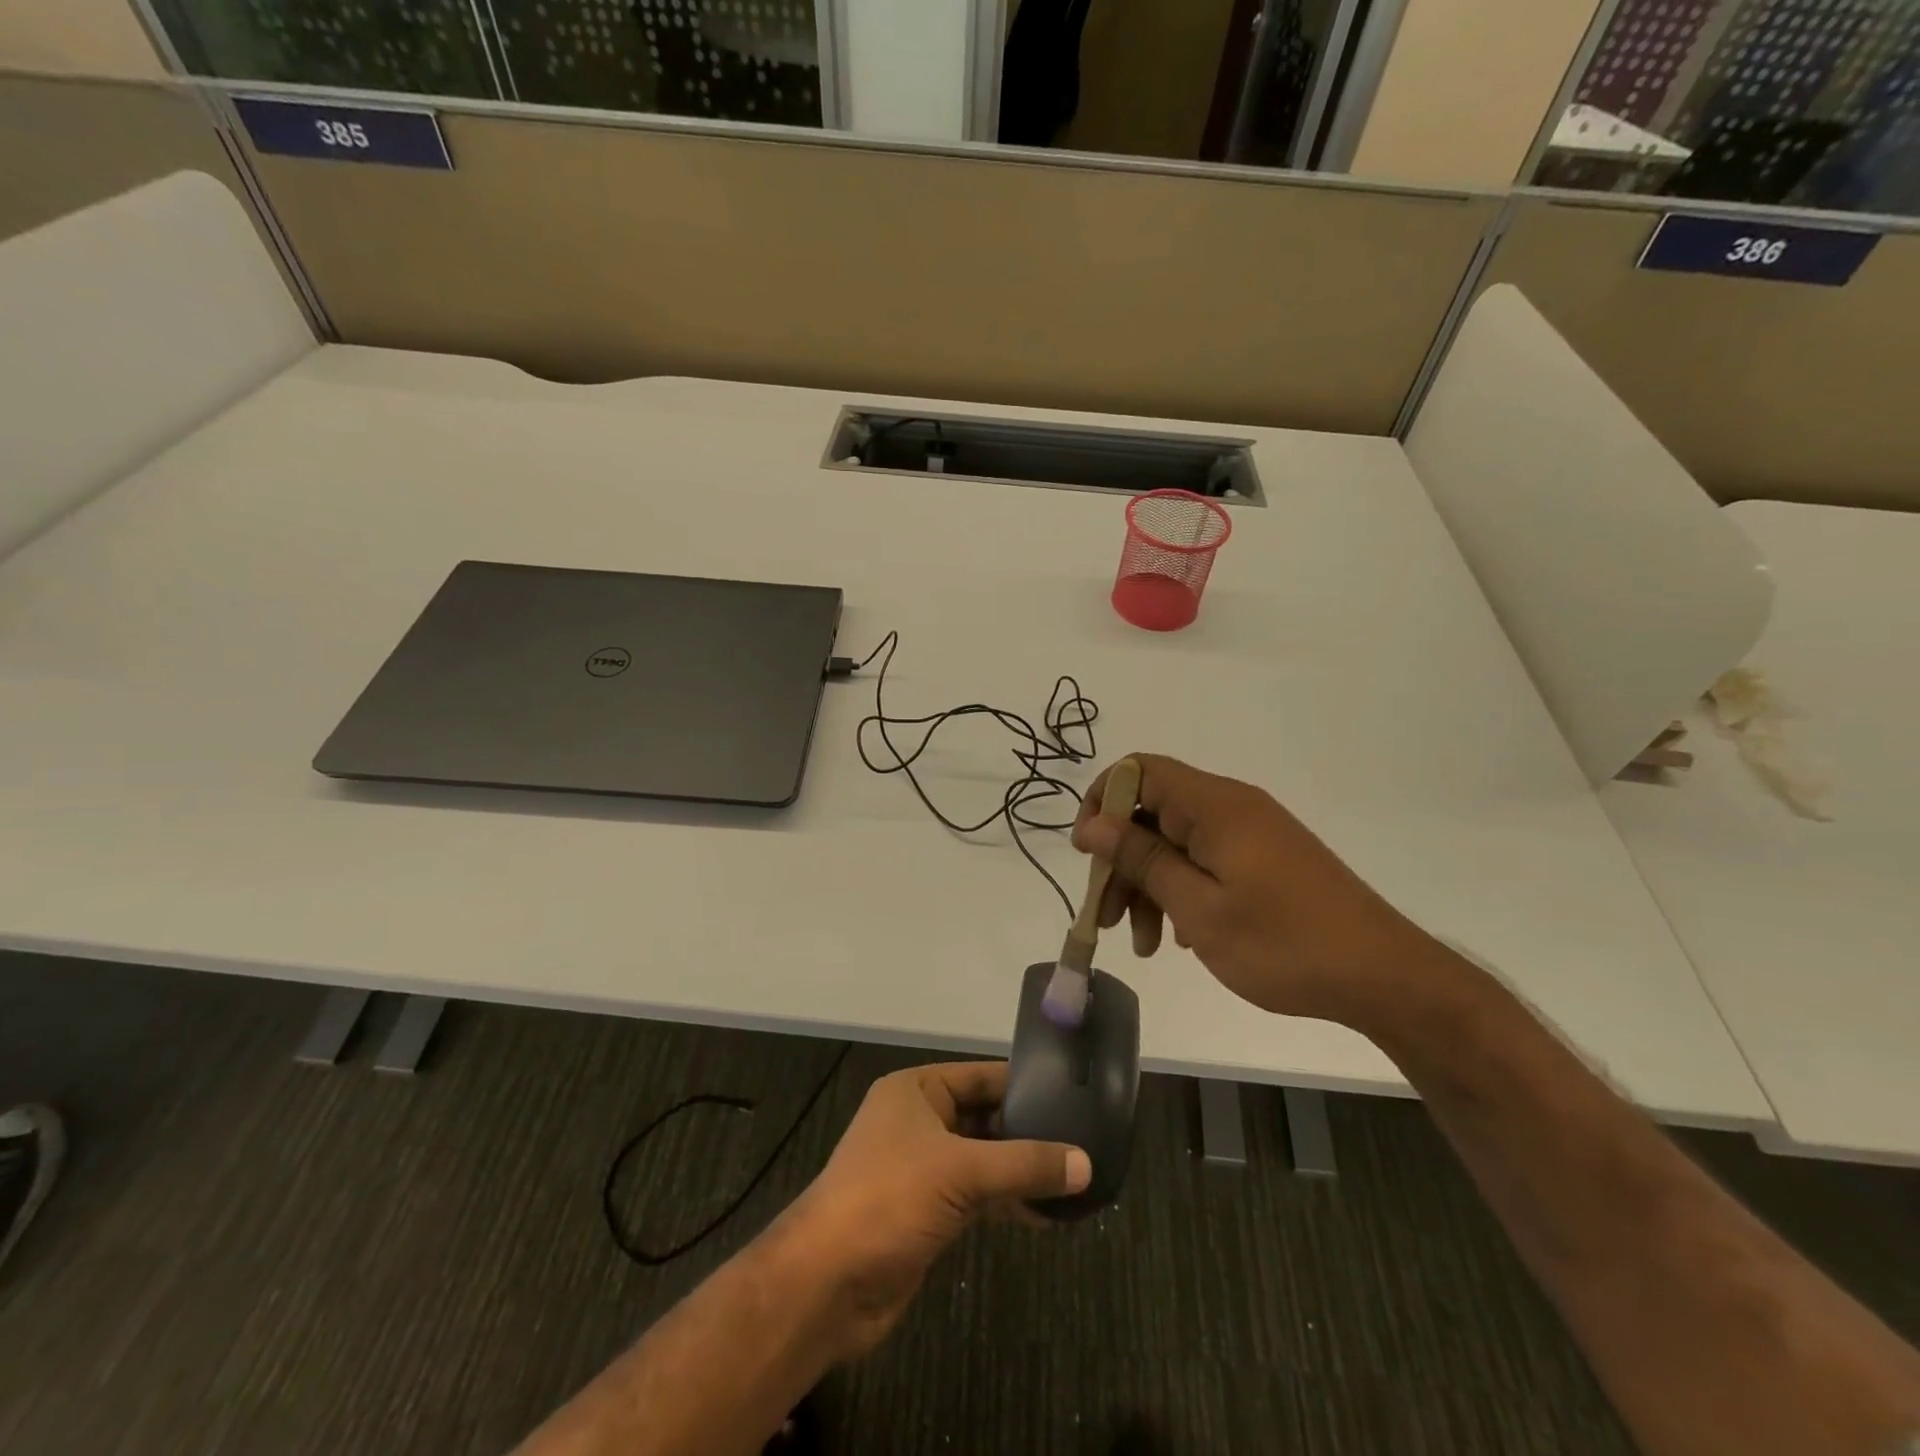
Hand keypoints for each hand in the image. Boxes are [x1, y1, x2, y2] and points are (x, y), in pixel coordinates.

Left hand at [779, 1062, 1088, 1358]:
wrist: (827, 1284)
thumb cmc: (888, 1200)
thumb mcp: (960, 1172)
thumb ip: (1024, 1164)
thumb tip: (1086, 1163)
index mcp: (917, 1090)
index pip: (982, 1076)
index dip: (1026, 1084)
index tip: (1075, 1094)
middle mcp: (919, 1121)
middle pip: (986, 1118)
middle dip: (1030, 1132)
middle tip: (1085, 1141)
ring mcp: (923, 1168)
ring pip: (984, 1159)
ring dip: (1022, 1172)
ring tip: (1076, 1180)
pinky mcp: (928, 1211)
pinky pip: (978, 1195)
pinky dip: (1008, 1202)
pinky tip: (1046, 1215)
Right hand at [1070, 753, 1437, 1028]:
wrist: (1383, 977)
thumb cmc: (1283, 943)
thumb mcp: (1198, 908)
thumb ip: (1142, 859)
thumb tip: (1094, 823)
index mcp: (1214, 805)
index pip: (1138, 771)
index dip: (1101, 803)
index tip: (1088, 855)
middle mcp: (1230, 807)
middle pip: (1152, 812)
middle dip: (1122, 860)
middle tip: (1108, 916)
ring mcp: (1250, 833)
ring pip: (1175, 841)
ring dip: (1149, 885)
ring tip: (1144, 944)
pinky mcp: (1264, 858)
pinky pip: (1204, 860)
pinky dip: (1181, 891)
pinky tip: (1180, 937)